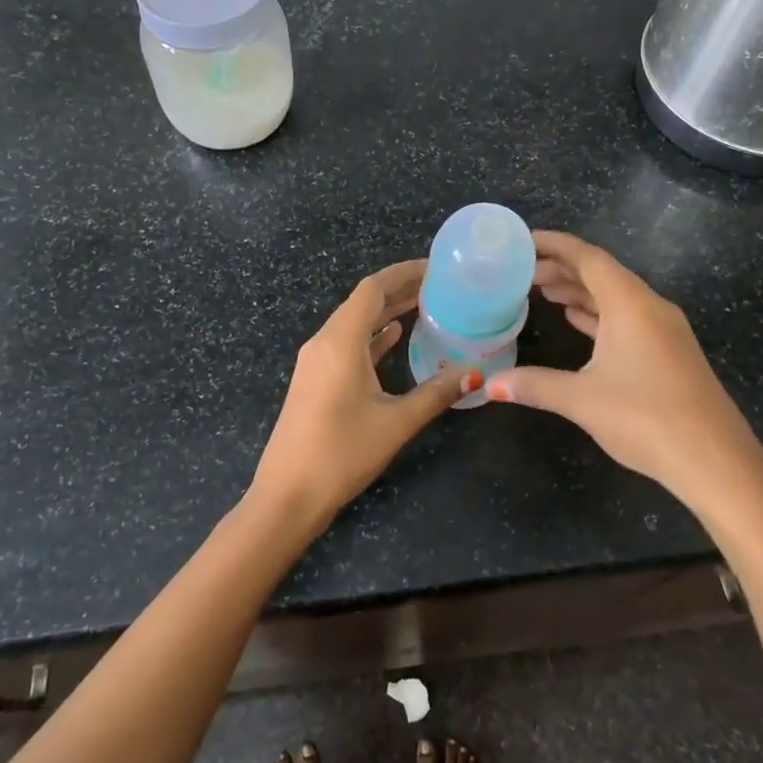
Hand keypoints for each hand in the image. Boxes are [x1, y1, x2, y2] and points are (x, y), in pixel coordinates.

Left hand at [250, 260, 475, 531]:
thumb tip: (474, 373)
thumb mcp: (396, 422)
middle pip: (363, 301)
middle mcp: (324, 342)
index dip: (403, 273)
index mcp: (340, 341)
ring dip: (385, 312)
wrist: (288, 495)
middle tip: (438, 285)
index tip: (435, 268)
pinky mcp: (315, 379)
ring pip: (354, 323)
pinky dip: (372, 335)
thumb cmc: (342, 453)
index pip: (373, 289)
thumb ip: (436, 393)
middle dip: (398, 289)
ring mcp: (316, 361)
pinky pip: (346, 344)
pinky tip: (394, 337)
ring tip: (424, 305)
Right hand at [486, 231, 762, 503]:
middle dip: (561, 267)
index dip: (553, 244)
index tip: (520, 240)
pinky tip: (577, 320)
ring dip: (579, 290)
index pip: (587, 257)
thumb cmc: (646, 418)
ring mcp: (663, 330)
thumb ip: (534, 385)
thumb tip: (489, 386)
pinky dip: (597, 313)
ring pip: (615, 296)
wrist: (716, 462)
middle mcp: (649, 307)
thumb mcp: (582, 400)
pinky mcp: (668, 352)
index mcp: (631, 304)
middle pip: (601, 273)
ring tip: (541, 290)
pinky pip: (626, 317)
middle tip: (521, 271)